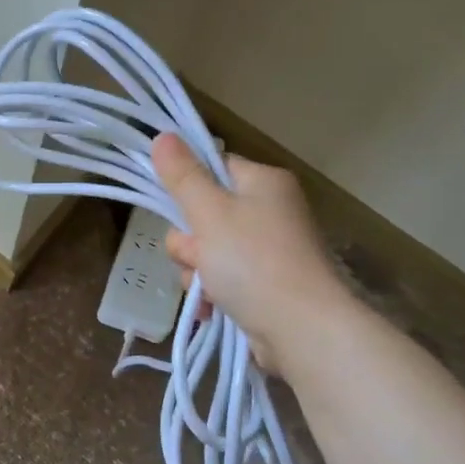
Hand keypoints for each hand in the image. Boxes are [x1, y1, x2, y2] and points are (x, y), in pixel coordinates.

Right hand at [150, 133, 348, 376]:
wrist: (302, 328)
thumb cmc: (253, 262)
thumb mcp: (209, 213)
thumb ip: (182, 177)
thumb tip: (162, 135)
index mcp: (264, 183)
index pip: (213, 168)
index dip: (187, 187)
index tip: (173, 208)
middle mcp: (270, 211)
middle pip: (204, 214)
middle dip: (190, 243)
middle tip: (198, 256)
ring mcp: (268, 251)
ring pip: (207, 252)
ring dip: (197, 272)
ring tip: (208, 290)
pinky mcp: (265, 286)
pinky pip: (221, 280)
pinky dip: (211, 294)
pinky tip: (210, 309)